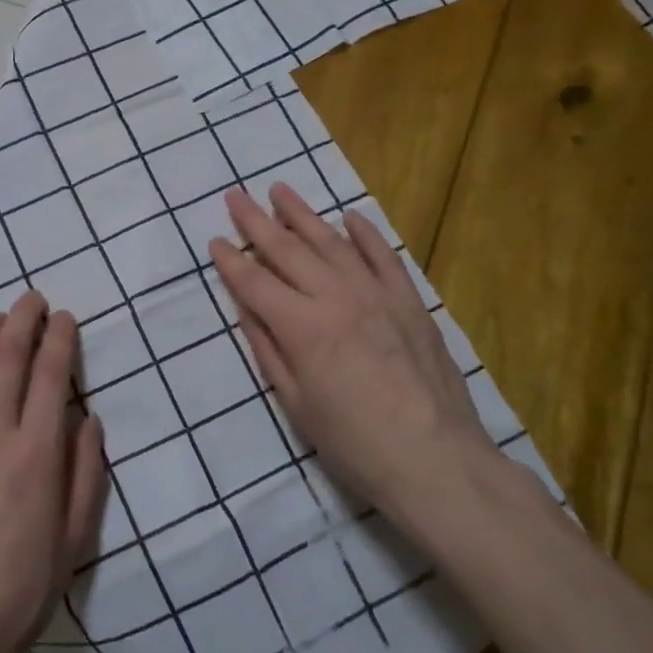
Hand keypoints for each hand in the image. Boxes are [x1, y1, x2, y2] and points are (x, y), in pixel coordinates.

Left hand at [0, 291, 106, 652]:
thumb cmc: (20, 592)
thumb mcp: (75, 539)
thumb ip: (86, 473)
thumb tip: (89, 419)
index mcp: (37, 453)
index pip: (52, 374)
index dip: (61, 337)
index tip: (66, 317)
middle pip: (7, 357)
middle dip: (22, 319)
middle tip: (32, 299)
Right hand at [207, 184, 494, 515]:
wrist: (437, 462)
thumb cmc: (355, 444)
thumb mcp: (296, 405)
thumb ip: (268, 350)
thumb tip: (246, 308)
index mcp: (302, 327)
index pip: (255, 282)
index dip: (231, 261)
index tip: (215, 239)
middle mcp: (336, 298)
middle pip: (288, 250)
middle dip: (257, 221)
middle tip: (235, 196)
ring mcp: (377, 294)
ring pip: (332, 242)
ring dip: (303, 214)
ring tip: (280, 190)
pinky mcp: (410, 301)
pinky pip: (384, 256)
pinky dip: (365, 233)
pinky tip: (349, 217)